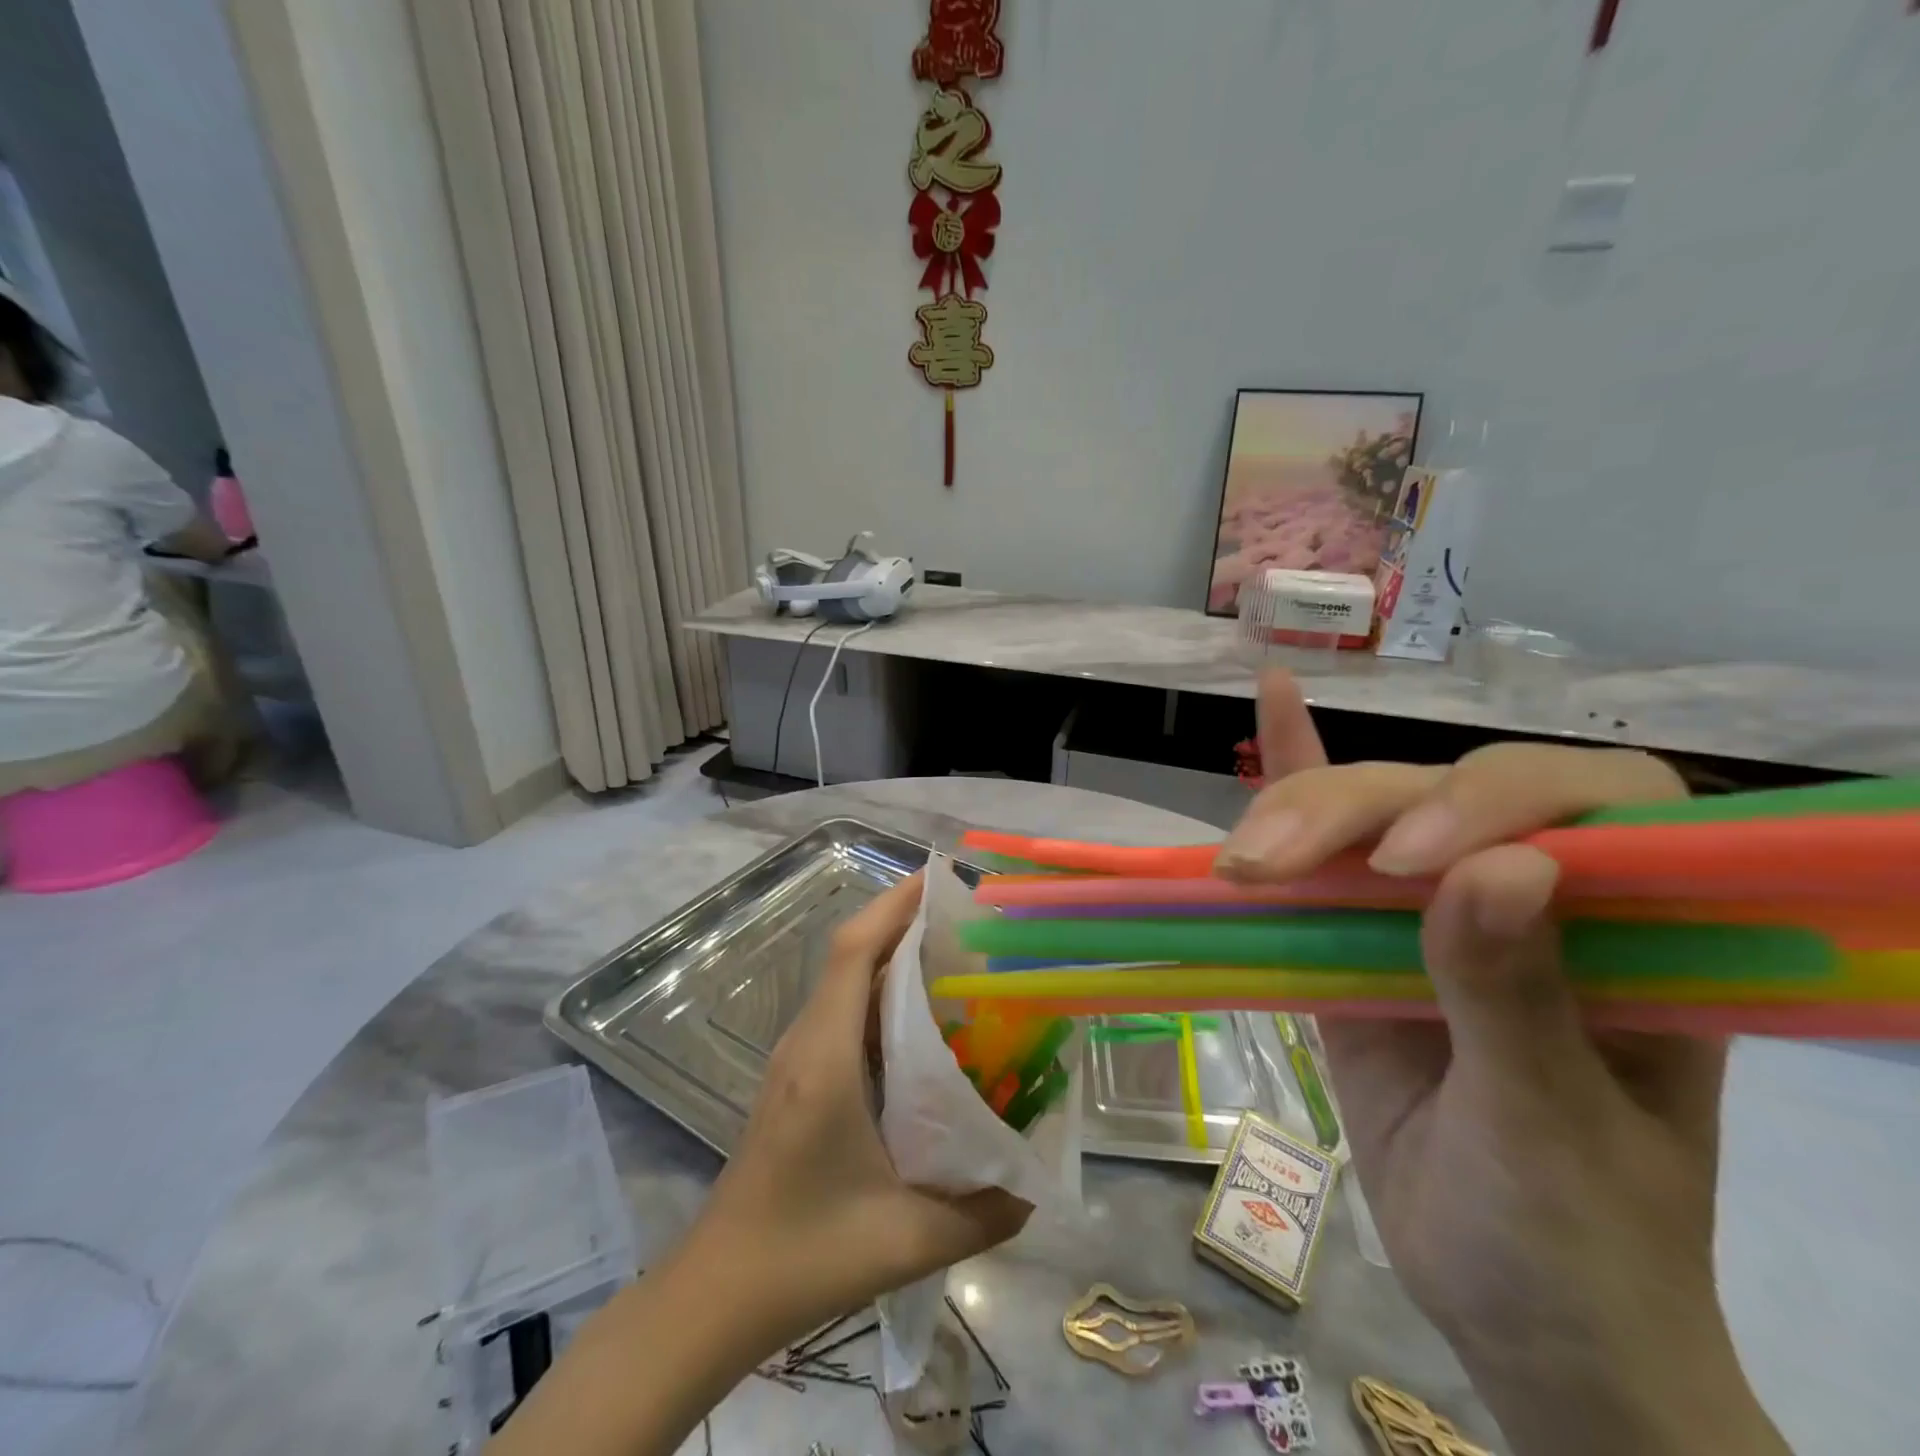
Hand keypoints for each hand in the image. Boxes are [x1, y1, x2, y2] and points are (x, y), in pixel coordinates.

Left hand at [489, 876, 1028, 1455]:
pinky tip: (922, 1023)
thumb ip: (982, 1214)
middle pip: (853, 955)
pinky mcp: (797, 1077)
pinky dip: (882, 995)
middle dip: (904, 922)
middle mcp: (808, 1041)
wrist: (717, 1293)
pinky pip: (844, 1013)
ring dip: (893, 957)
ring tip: (955, 956)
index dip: (894, 904)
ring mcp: (797, 1057)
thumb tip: (1035, 1189)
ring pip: (847, 982)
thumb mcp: (906, 1240)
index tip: (940, 879)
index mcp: (827, 1057)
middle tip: (968, 918)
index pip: (855, 951)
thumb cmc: (805, 1255)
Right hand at [1217, 672, 1788, 1455]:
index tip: (1406, 868)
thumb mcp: (1552, 1135)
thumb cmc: (1573, 1243)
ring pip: (1367, 816)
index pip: (1594, 804)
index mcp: (1641, 932)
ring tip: (1239, 861)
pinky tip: (1272, 696)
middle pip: (1442, 798)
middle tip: (1265, 866)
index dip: (1497, 802)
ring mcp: (1438, 908)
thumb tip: (1500, 867)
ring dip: (1297, 813)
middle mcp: (1538, 895)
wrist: (1516, 1311)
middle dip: (1349, 815)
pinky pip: (1329, 846)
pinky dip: (1296, 772)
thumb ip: (1518, 999)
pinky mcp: (1361, 931)